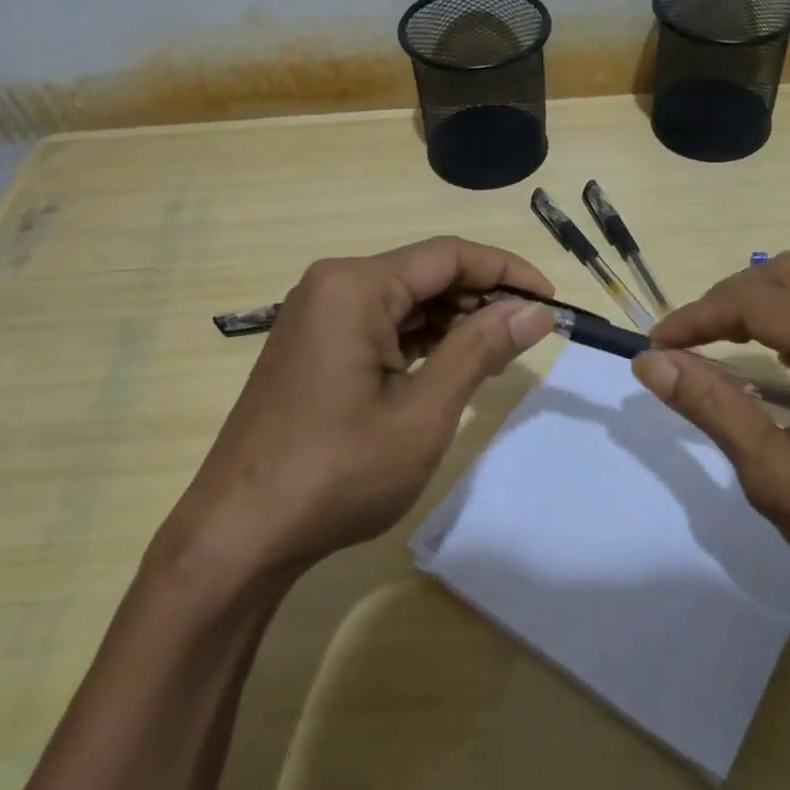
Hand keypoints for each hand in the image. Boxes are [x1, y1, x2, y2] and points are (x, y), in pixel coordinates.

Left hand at [159, 237, 553, 590]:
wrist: (238, 534)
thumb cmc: (336, 472)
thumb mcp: (423, 412)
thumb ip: (481, 350)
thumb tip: (535, 311)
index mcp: (355, 286)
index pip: (449, 255)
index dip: (507, 271)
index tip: (551, 301)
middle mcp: (332, 286)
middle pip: (425, 273)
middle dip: (481, 299)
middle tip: (529, 336)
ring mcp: (317, 317)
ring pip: (404, 301)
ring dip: (454, 322)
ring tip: (498, 355)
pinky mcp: (313, 347)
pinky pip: (380, 325)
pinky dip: (421, 341)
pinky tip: (451, 366)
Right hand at [632, 253, 789, 637]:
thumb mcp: (779, 478)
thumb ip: (714, 407)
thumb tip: (651, 362)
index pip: (757, 302)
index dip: (697, 318)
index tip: (656, 345)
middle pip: (789, 274)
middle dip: (728, 300)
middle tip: (688, 344)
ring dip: (765, 300)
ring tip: (726, 340)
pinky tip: (787, 355)